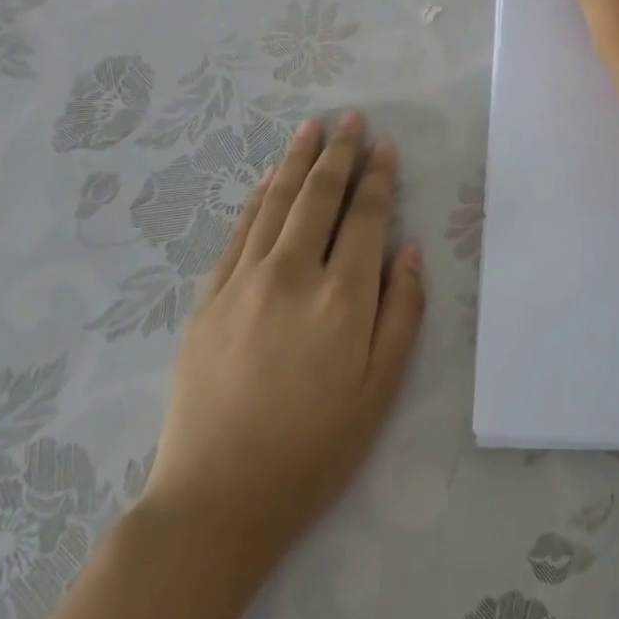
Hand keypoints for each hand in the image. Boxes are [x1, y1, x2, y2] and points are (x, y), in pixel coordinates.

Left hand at [139, 110, 424, 580]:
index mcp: (343, 296)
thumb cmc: (314, 448)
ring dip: (298, 161)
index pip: (366, 216)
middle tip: (350, 117)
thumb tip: (409, 249)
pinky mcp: (210, 298)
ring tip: (311, 127)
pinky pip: (239, 231)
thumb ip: (403, 311)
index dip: (378, 177)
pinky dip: (258, 197)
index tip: (384, 146)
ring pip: (277, 203)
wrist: (216, 500)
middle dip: (339, 152)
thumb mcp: (381, 388)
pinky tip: (270, 177)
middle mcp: (294, 273)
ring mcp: (245, 281)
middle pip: (320, 196)